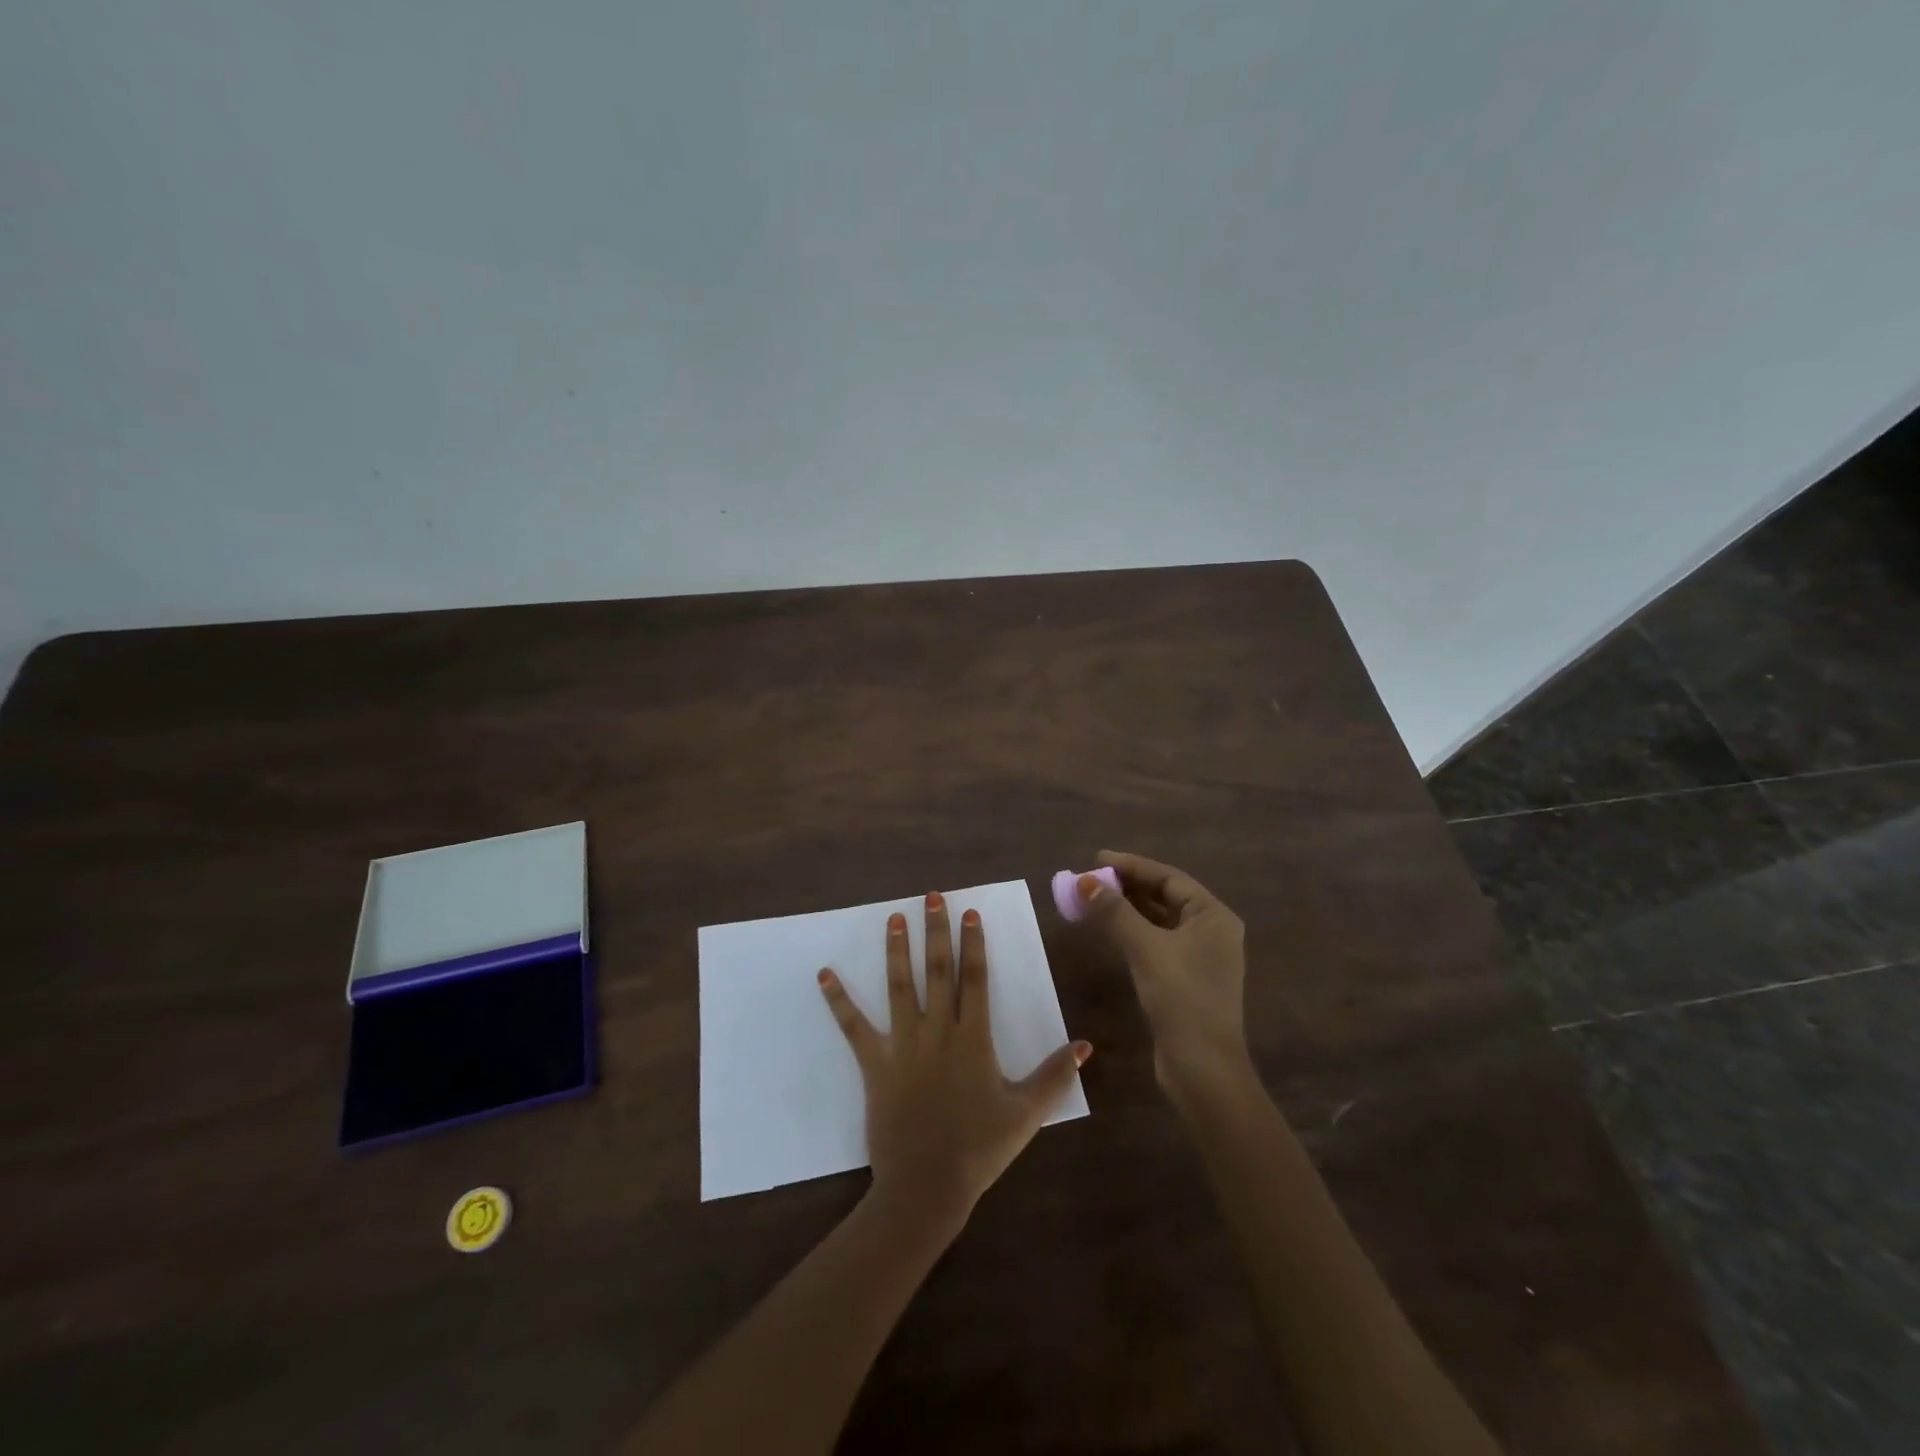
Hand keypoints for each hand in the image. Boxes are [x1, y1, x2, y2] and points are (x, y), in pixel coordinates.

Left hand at [818, 892, 1089, 1231]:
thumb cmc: (980, 1148)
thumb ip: (1055, 1075)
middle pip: (938, 972)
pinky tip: (824, 974)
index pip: (975, 979)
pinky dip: (839, 1000)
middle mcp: (937, 1032)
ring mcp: (903, 1046)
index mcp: (973, 1039)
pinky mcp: (875, 1065)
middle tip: (931, 898)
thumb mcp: (1026, 1113)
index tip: (970, 913)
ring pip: (900, 988)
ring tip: (893, 919)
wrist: (927, 1186)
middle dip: (936, 932)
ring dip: (897, 951)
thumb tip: (1086, 1044)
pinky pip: (854, 1027)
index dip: (973, 944)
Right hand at [1076, 851, 1250, 1104]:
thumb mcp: (1145, 947)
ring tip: (1093, 898)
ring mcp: (1201, 957)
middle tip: (1091, 878)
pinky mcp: (1186, 979)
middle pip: (1165, 896)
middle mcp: (1212, 930)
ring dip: (1128, 908)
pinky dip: (1133, 931)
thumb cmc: (1180, 996)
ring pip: (1159, 920)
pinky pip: (1157, 941)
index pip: (1169, 877)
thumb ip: (1115, 911)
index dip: (1132, 865)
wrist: (1202, 1066)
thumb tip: (1085, 881)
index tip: (1097, 858)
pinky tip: (1110, 930)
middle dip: (1127, 886)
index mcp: (1213, 915)